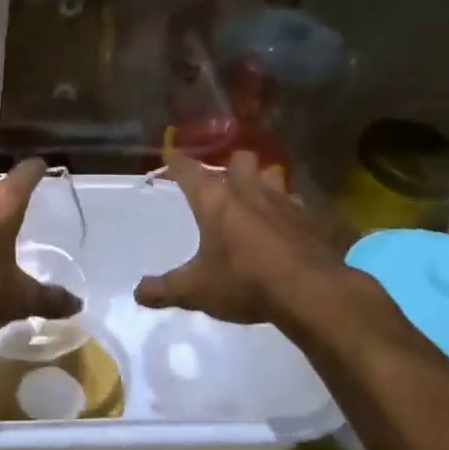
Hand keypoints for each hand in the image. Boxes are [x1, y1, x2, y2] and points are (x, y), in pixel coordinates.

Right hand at [136, 151, 350, 326]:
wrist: (311, 292)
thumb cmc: (244, 281)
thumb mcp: (195, 290)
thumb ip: (164, 289)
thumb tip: (138, 293)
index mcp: (214, 200)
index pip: (188, 169)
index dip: (176, 162)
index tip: (169, 156)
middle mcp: (247, 190)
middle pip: (238, 160)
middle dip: (229, 167)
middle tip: (221, 185)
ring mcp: (283, 201)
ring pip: (271, 174)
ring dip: (262, 182)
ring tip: (255, 200)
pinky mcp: (309, 218)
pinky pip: (295, 203)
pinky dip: (287, 210)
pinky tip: (284, 227)